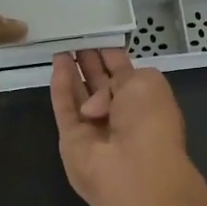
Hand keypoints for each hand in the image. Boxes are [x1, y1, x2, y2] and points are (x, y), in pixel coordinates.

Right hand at [49, 48, 197, 205]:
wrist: (134, 170)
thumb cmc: (150, 120)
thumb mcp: (149, 82)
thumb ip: (123, 73)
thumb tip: (97, 100)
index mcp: (144, 100)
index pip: (124, 73)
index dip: (111, 55)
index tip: (97, 36)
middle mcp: (120, 113)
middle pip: (100, 83)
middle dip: (89, 61)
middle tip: (75, 37)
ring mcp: (94, 127)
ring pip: (79, 94)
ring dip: (72, 71)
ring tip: (61, 45)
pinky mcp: (71, 138)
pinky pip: (64, 107)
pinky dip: (60, 86)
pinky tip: (56, 63)